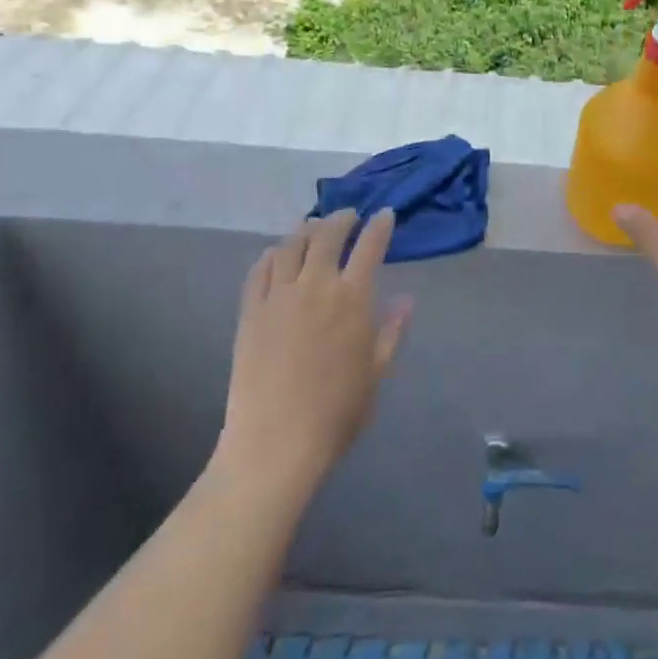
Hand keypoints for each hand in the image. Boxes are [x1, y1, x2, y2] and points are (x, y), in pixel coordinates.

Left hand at [217, 209, 411, 490]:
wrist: (275, 443)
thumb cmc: (336, 413)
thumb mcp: (375, 373)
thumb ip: (391, 332)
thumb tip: (407, 299)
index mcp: (351, 299)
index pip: (369, 246)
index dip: (379, 226)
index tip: (384, 215)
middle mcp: (315, 286)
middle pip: (326, 235)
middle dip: (341, 219)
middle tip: (348, 216)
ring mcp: (278, 296)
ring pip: (290, 245)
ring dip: (305, 230)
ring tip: (312, 227)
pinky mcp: (250, 311)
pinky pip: (259, 270)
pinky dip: (271, 254)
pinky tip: (276, 254)